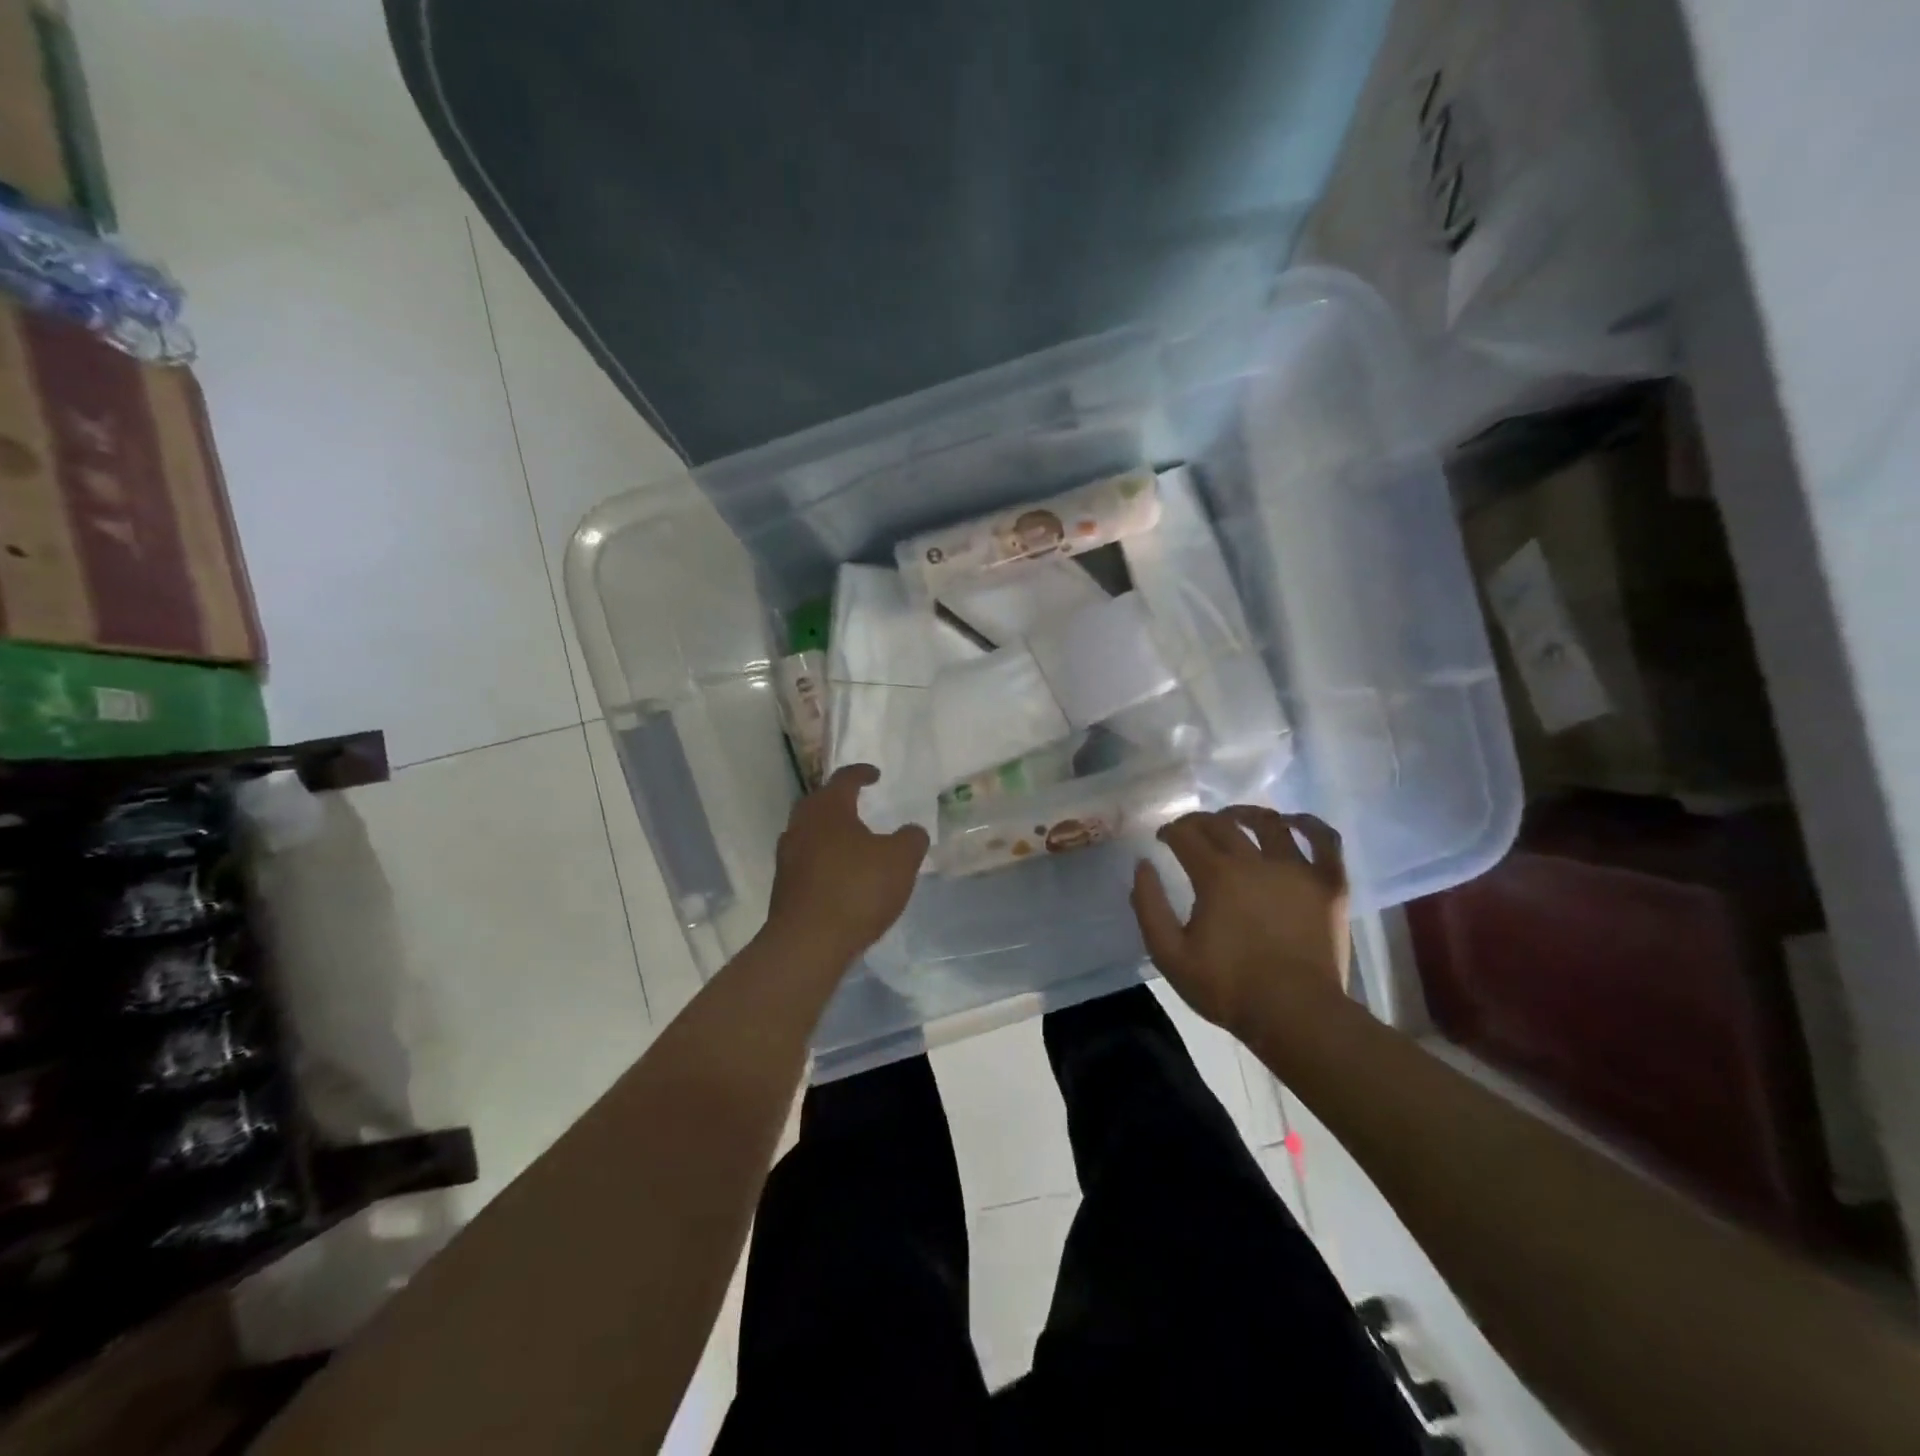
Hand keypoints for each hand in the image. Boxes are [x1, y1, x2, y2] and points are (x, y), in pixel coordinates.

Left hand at [766, 764, 928, 963]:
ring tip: (853, 843)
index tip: (875, 775)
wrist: (808, 944)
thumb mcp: (900, 860)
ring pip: (810, 833)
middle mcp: (801, 825)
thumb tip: (912, 831)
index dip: (862, 774)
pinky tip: (842, 876)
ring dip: (830, 833)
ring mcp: (788, 857)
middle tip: (859, 804)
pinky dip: (825, 861)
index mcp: (828, 809)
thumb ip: (911, 839)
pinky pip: (807, 862)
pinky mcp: (784, 887)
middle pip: (820, 803)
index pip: (844, 779)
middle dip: (840, 801)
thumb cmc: (856, 890)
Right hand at [1130, 806, 1349, 1038]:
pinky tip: (1294, 823)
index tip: (1162, 839)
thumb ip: (1149, 906)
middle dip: (1199, 821)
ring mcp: (1298, 870)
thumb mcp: (1169, 954)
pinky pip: (1325, 841)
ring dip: (1246, 814)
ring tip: (1235, 819)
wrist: (1296, 1015)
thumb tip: (1143, 866)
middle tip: (1190, 831)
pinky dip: (1310, 825)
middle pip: (1223, 824)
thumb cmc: (1228, 987)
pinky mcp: (1330, 885)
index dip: (1170, 831)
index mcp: (1217, 876)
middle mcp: (1256, 861)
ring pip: (1270, 823)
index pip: (1186, 835)